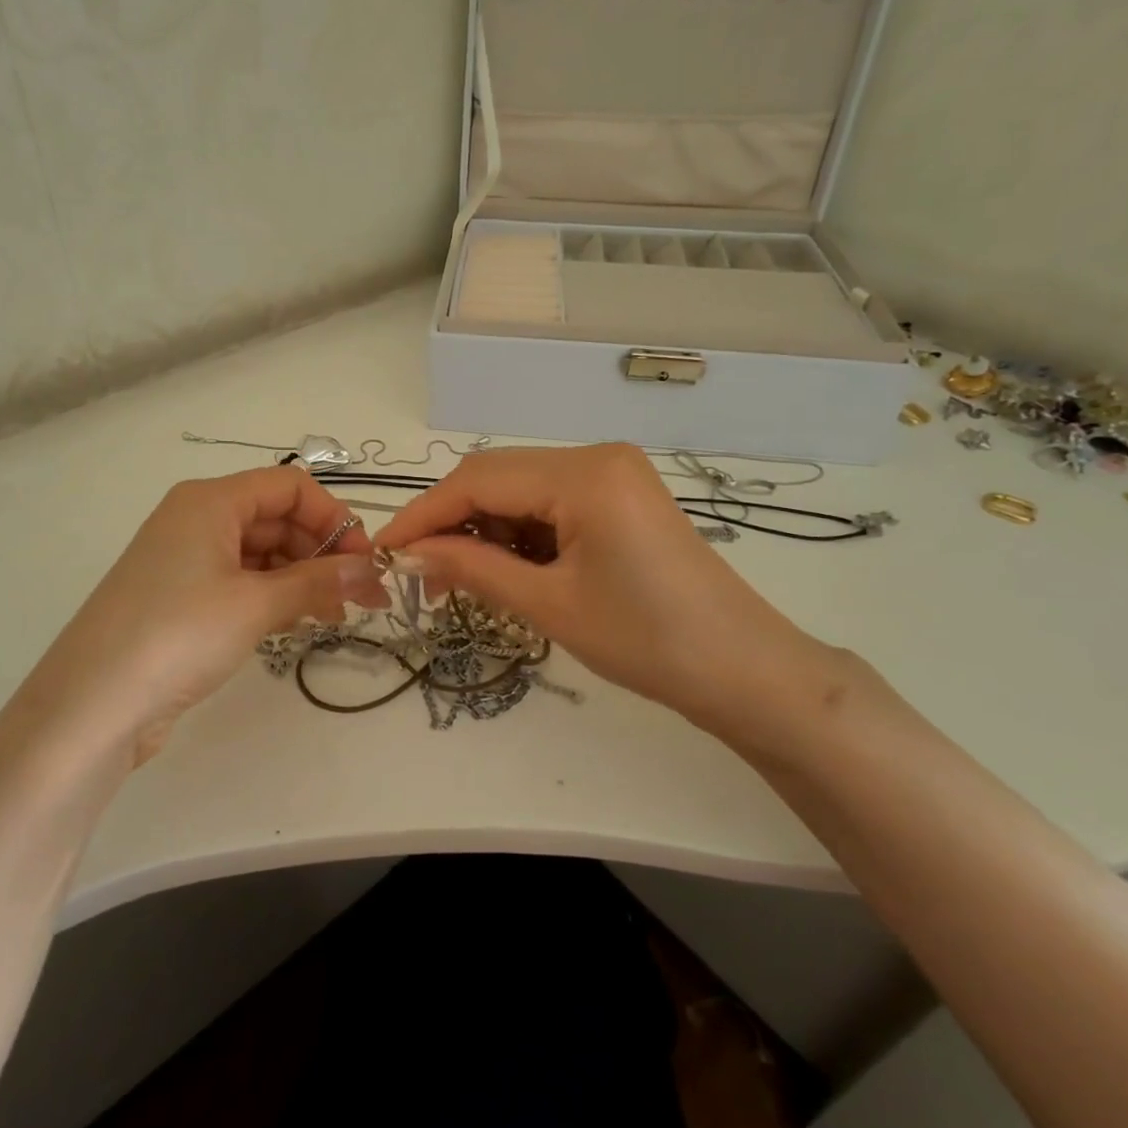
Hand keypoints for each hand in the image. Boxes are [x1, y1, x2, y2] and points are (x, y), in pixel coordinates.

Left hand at [22, 467, 387, 762]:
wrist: (91, 706)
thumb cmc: (178, 635)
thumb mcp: (256, 604)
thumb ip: (318, 582)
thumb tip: (370, 571)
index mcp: (210, 501)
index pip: (289, 487)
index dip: (333, 517)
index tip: (364, 559)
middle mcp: (198, 520)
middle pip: (277, 518)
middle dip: (323, 552)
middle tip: (362, 595)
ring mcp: (187, 560)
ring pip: (262, 553)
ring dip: (303, 578)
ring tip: (336, 616)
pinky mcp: (182, 598)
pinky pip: (242, 582)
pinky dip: (275, 596)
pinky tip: (299, 623)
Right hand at [374, 445, 859, 745]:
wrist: (745, 672)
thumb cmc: (648, 642)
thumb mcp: (549, 604)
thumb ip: (473, 568)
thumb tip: (409, 554)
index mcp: (584, 473)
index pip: (479, 479)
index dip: (424, 514)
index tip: (382, 550)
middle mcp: (596, 456)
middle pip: (498, 478)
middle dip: (452, 523)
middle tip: (418, 574)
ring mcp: (612, 474)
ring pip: (521, 491)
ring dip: (484, 531)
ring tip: (456, 582)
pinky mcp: (620, 496)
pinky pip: (551, 504)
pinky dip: (519, 534)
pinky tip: (503, 570)